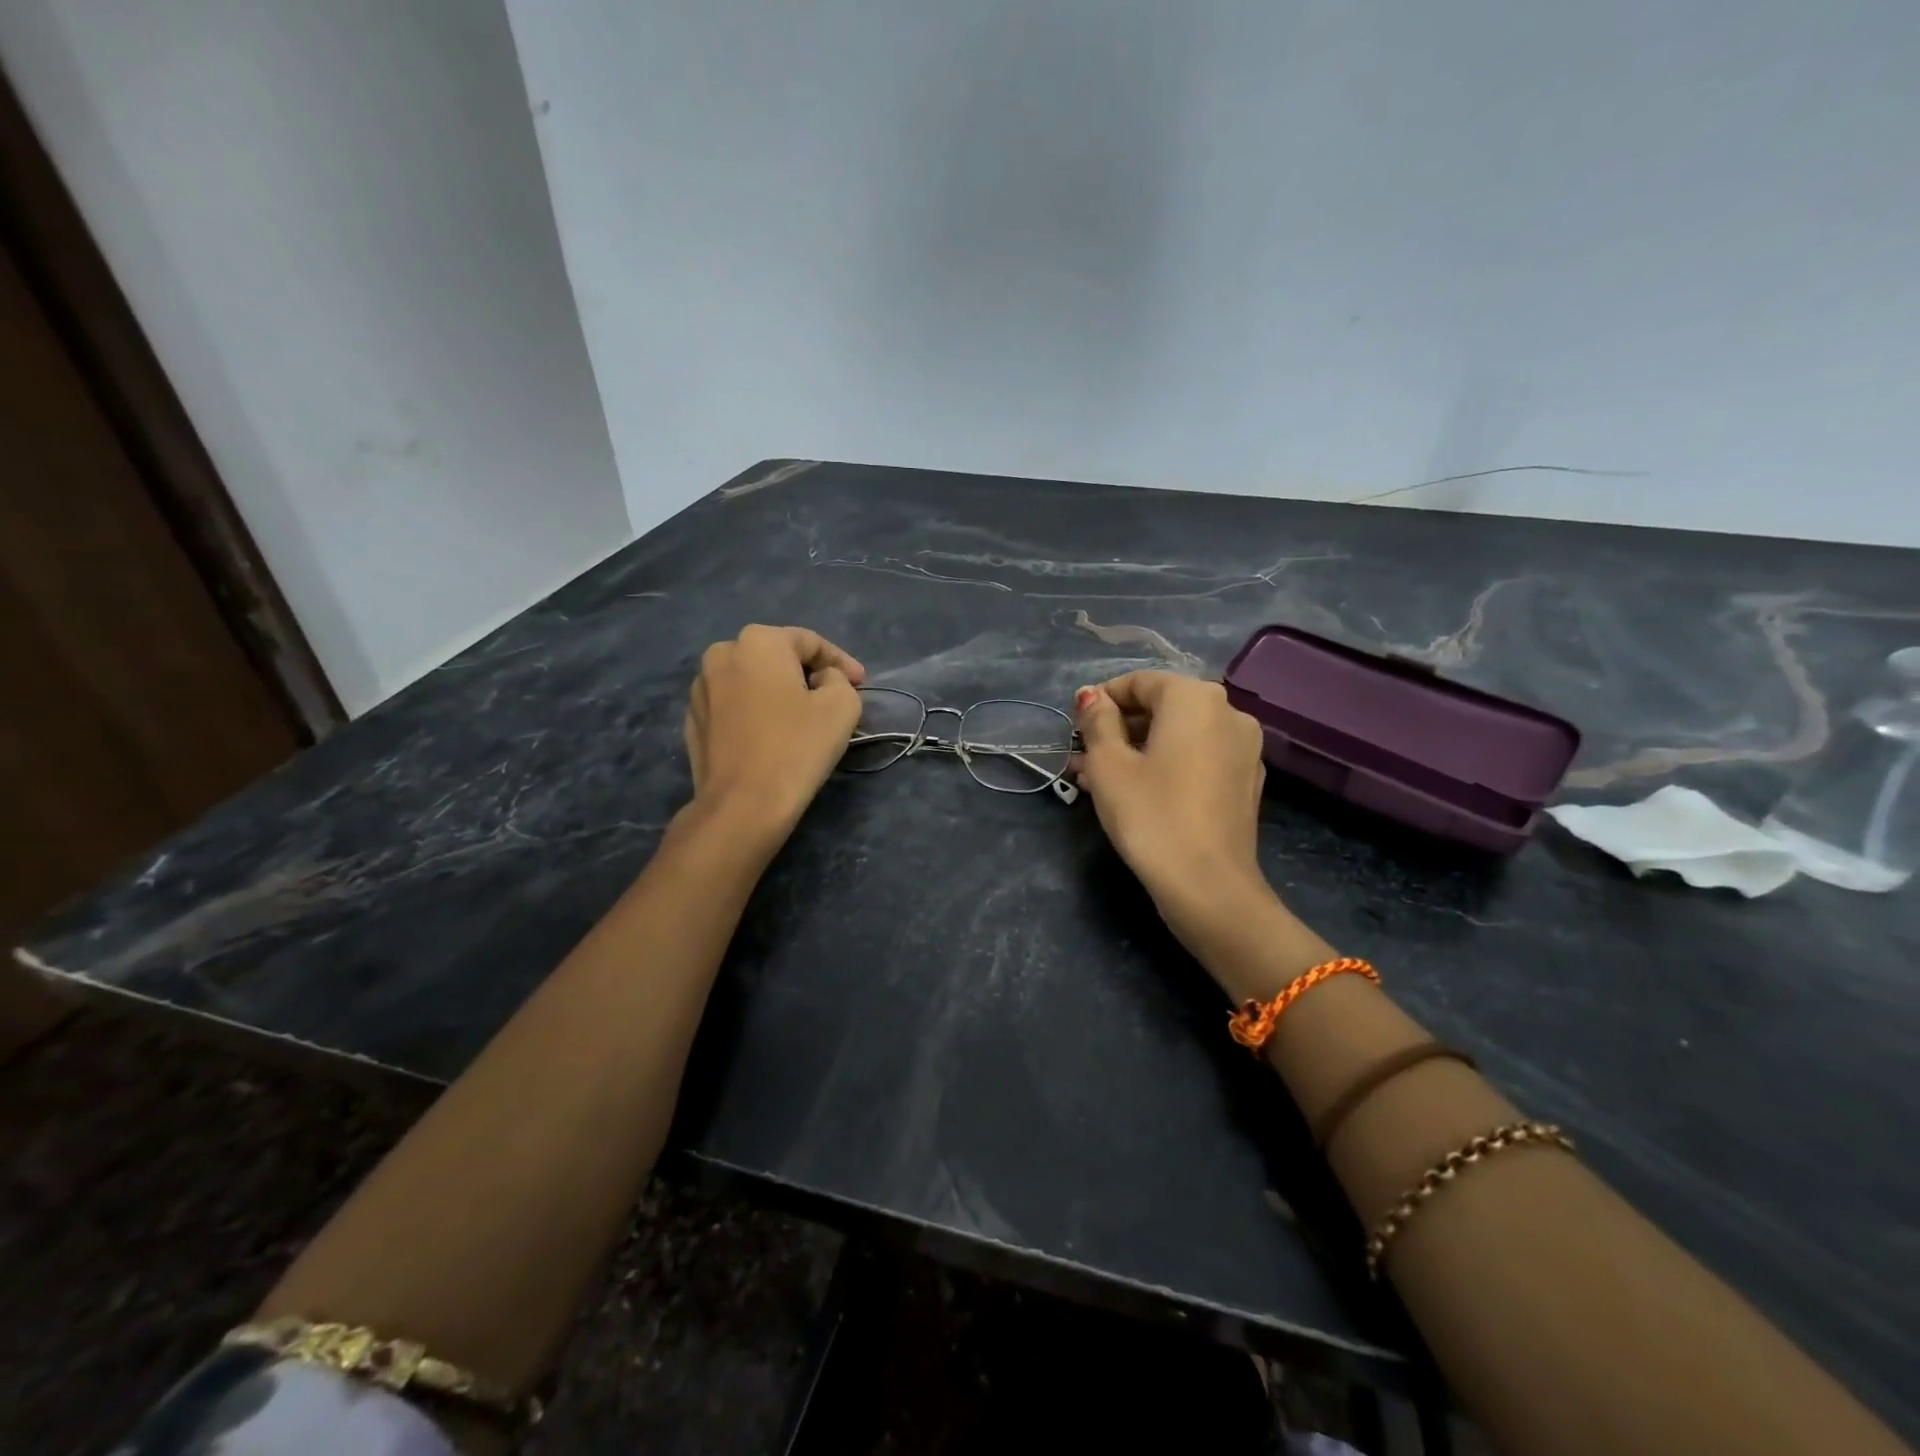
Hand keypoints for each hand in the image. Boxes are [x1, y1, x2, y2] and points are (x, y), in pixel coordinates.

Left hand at [684, 625, 865, 837]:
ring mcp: (701, 689)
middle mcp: (721, 654)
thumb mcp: (842, 705)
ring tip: (800, 718)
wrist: (742, 804)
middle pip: (777, 657)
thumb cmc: (797, 747)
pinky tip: (771, 736)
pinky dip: (755, 713)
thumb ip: (838, 679)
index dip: (841, 661)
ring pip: (752, 681)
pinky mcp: (693, 722)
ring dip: (777, 692)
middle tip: (832, 697)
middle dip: (806, 673)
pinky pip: (733, 707)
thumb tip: (821, 680)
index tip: (860, 683)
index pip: (809, 642)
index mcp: (758, 642)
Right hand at [1074, 672, 1274, 948]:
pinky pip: (1197, 758)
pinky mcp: (1245, 782)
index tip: (1074, 725)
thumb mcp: (1109, 764)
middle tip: (1081, 757)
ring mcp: (1243, 748)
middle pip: (1162, 708)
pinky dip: (1165, 765)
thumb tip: (1092, 696)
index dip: (1101, 699)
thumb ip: (1098, 721)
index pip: (1140, 682)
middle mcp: (1228, 712)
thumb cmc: (1150, 815)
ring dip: (1136, 749)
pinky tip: (1134, 792)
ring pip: (1178, 736)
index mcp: (1195, 698)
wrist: (1209, 886)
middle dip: (1117, 728)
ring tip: (1095, 779)